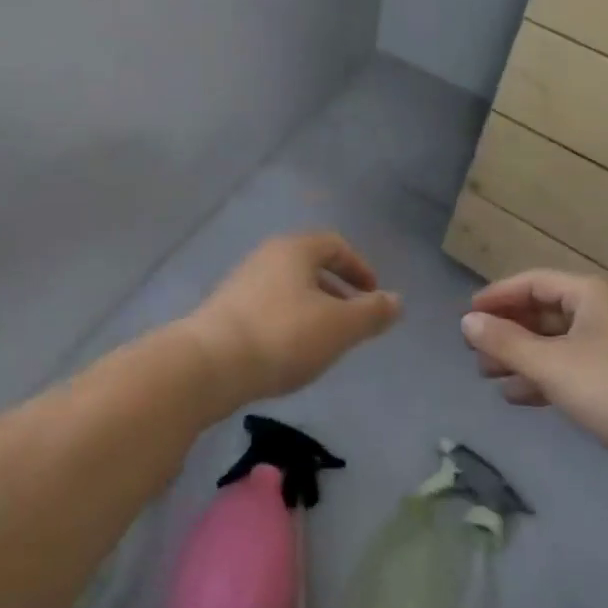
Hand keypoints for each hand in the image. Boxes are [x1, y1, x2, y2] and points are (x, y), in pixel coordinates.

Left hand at [186, 233, 401, 405]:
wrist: (211, 363)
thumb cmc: (283, 335)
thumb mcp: (340, 327)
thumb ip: (372, 312)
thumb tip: (396, 300)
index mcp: (294, 250)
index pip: (335, 245)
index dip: (359, 268)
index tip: (374, 296)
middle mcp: (266, 257)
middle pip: (310, 265)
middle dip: (337, 291)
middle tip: (354, 322)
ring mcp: (241, 282)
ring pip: (288, 288)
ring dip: (313, 309)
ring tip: (325, 343)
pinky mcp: (225, 310)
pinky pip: (268, 307)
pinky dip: (288, 322)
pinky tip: (290, 353)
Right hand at [462, 270, 607, 492]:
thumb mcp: (551, 365)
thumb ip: (505, 342)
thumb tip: (467, 322)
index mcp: (591, 294)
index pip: (533, 283)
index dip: (497, 297)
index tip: (467, 317)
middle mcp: (605, 312)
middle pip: (544, 312)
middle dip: (507, 332)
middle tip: (475, 352)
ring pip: (557, 343)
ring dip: (522, 358)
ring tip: (488, 377)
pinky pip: (573, 368)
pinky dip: (545, 378)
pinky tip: (519, 397)